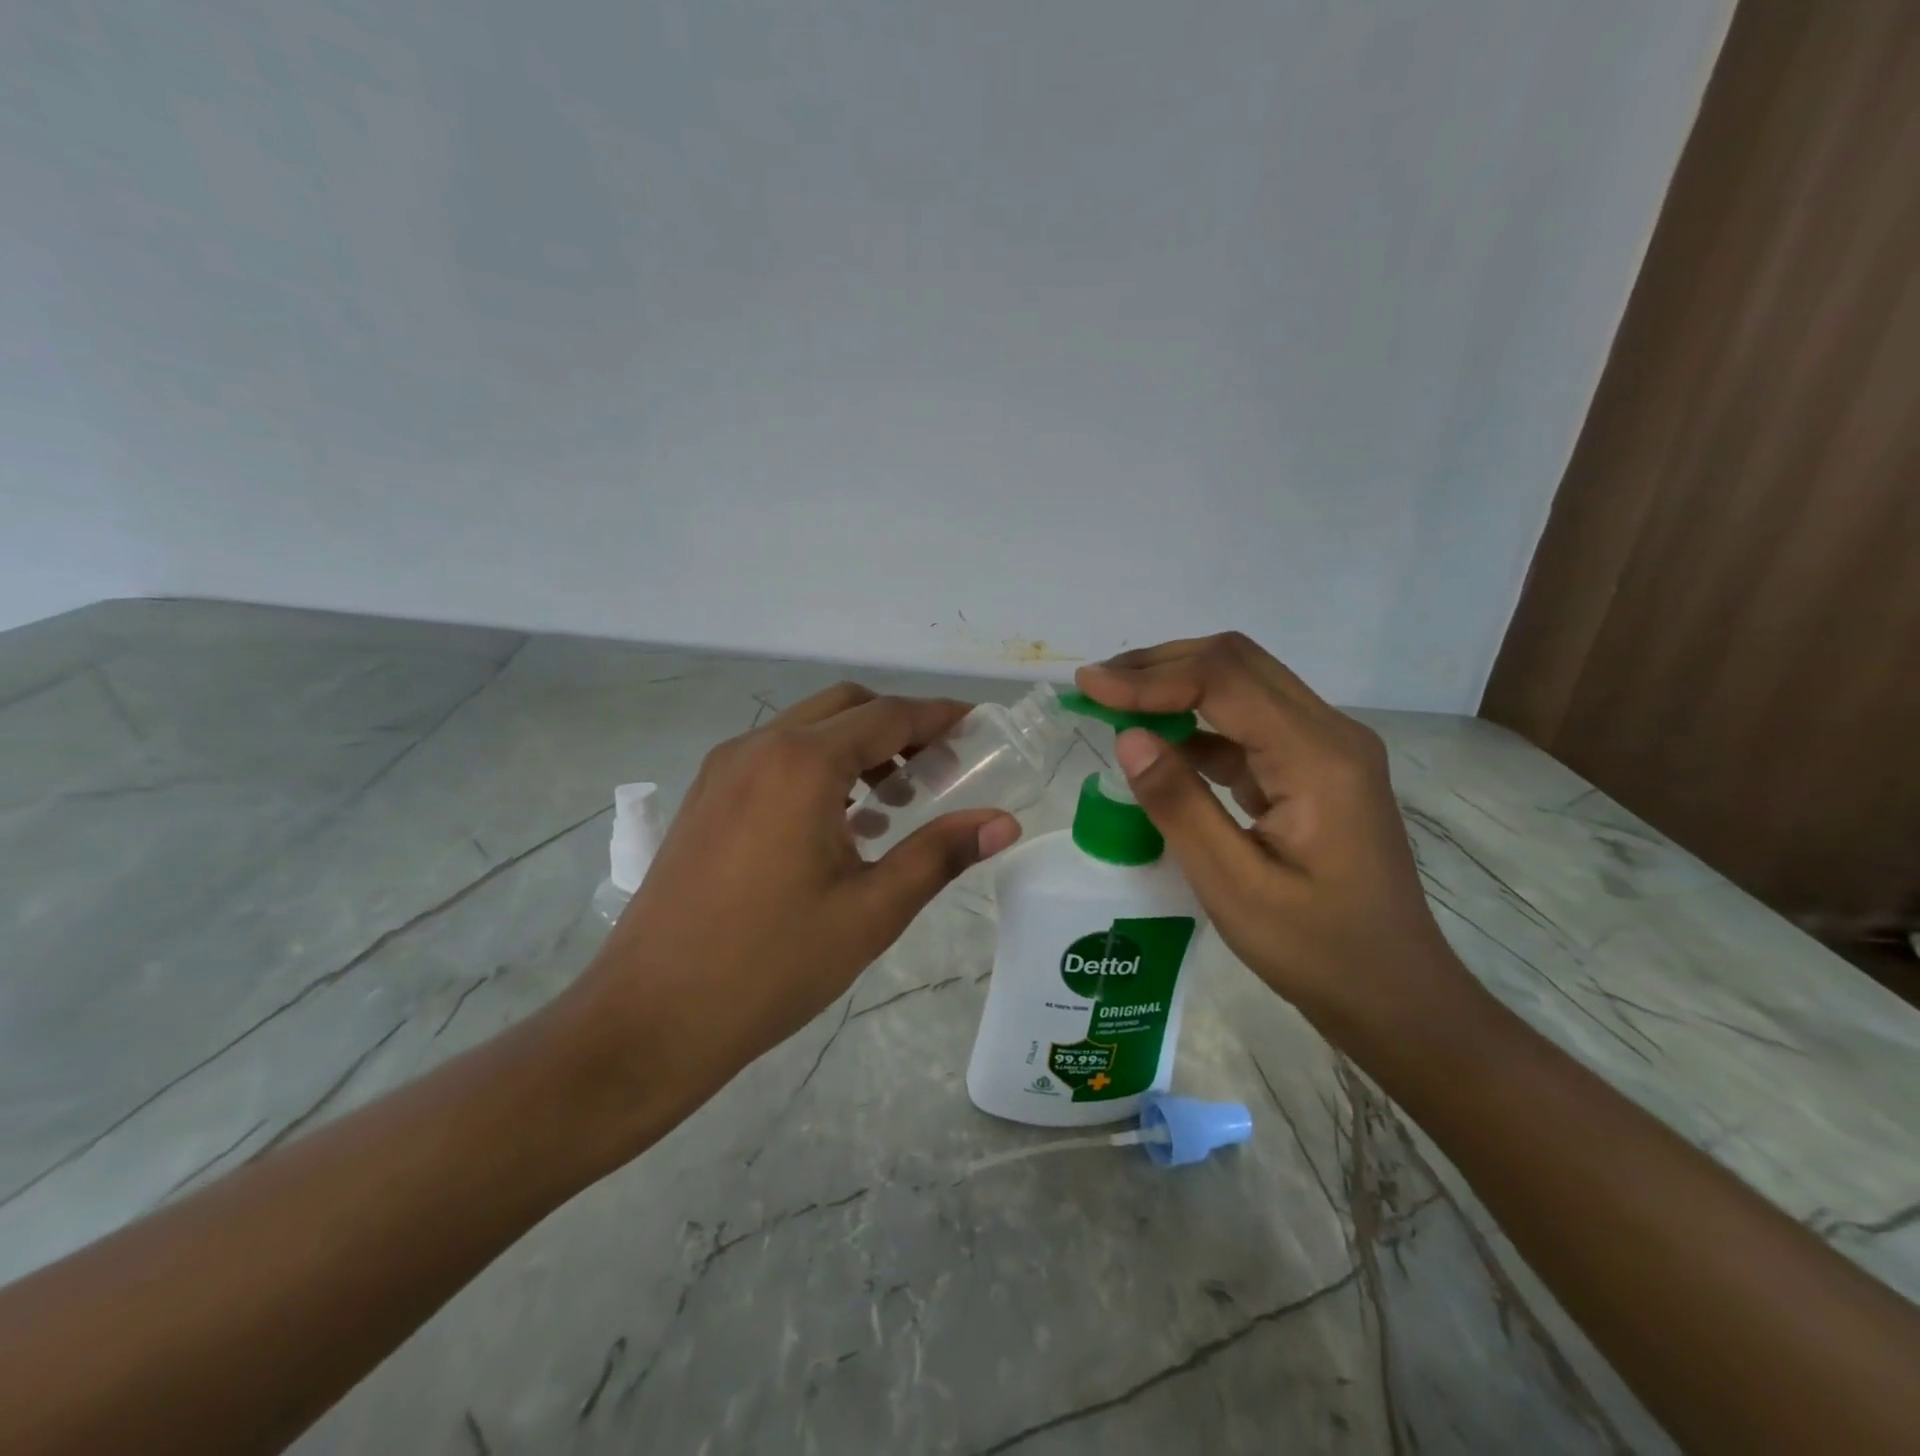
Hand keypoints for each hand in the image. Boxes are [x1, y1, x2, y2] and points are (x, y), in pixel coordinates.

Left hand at [562, 683, 1022, 1113]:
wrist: (649, 1017)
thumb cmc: (771, 966)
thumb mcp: (871, 911)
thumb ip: (939, 854)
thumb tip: (1005, 823)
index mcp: (802, 763)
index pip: (889, 715)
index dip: (939, 717)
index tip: (978, 727)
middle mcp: (758, 747)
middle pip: (847, 706)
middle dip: (899, 725)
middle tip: (939, 770)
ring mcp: (723, 769)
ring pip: (807, 729)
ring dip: (857, 746)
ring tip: (892, 804)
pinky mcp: (704, 797)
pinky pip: (774, 757)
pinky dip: (818, 766)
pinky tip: (836, 824)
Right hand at [1076, 633, 1470, 1044]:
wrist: (1395, 994)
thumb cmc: (1318, 952)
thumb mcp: (1234, 887)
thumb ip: (1179, 806)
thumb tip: (1128, 738)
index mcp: (1318, 758)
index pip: (1224, 681)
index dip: (1149, 678)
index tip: (1087, 687)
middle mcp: (1329, 735)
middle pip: (1237, 663)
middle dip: (1159, 666)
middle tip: (1095, 687)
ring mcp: (1326, 749)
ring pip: (1242, 685)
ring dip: (1176, 685)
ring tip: (1114, 704)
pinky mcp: (1313, 769)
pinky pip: (1248, 724)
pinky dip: (1196, 722)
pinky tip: (1158, 743)